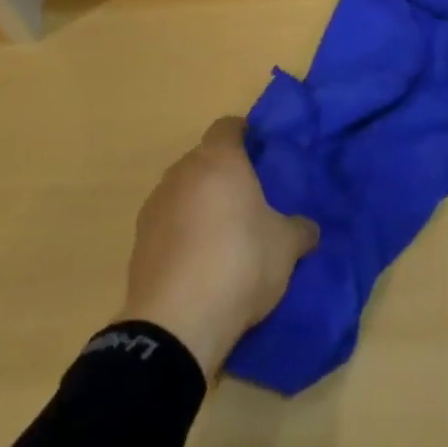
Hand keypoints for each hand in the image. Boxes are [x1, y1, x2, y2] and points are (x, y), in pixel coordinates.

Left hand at [120, 117, 318, 378]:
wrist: (178, 319)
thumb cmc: (241, 262)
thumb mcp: (285, 247)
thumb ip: (299, 229)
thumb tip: (308, 228)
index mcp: (219, 159)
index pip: (228, 127)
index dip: (244, 134)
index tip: (259, 151)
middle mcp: (183, 171)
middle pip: (204, 159)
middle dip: (223, 174)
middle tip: (247, 199)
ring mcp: (156, 203)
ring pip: (183, 190)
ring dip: (199, 204)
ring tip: (222, 236)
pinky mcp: (139, 238)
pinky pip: (167, 222)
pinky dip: (181, 232)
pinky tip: (197, 262)